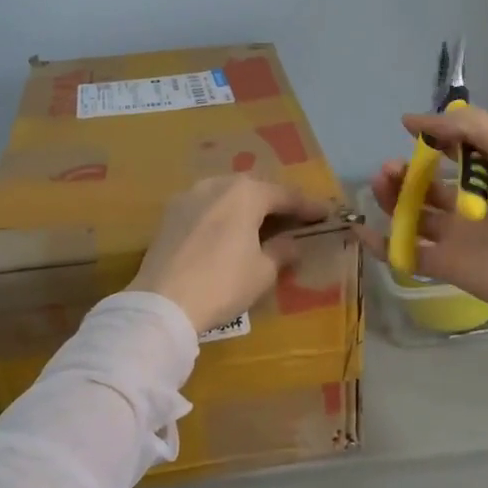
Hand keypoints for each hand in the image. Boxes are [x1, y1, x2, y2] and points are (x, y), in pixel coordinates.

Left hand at [132, 176, 330, 334]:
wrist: (162, 303)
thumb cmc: (222, 283)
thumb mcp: (263, 272)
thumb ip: (282, 251)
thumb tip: (291, 243)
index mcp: (246, 192)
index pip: (286, 195)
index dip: (308, 206)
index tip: (325, 213)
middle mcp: (216, 184)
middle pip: (254, 188)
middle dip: (275, 201)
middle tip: (294, 216)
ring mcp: (188, 196)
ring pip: (227, 195)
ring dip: (246, 206)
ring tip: (261, 222)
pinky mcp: (169, 215)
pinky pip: (206, 207)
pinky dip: (223, 215)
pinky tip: (229, 231)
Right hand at [353, 107, 487, 326]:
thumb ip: (466, 126)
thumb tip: (413, 121)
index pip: (456, 152)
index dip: (434, 139)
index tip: (410, 130)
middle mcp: (471, 203)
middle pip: (427, 185)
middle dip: (405, 172)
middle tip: (390, 167)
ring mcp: (455, 236)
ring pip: (413, 214)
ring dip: (391, 197)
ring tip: (381, 183)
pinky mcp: (443, 264)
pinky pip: (405, 253)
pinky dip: (380, 243)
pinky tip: (361, 227)